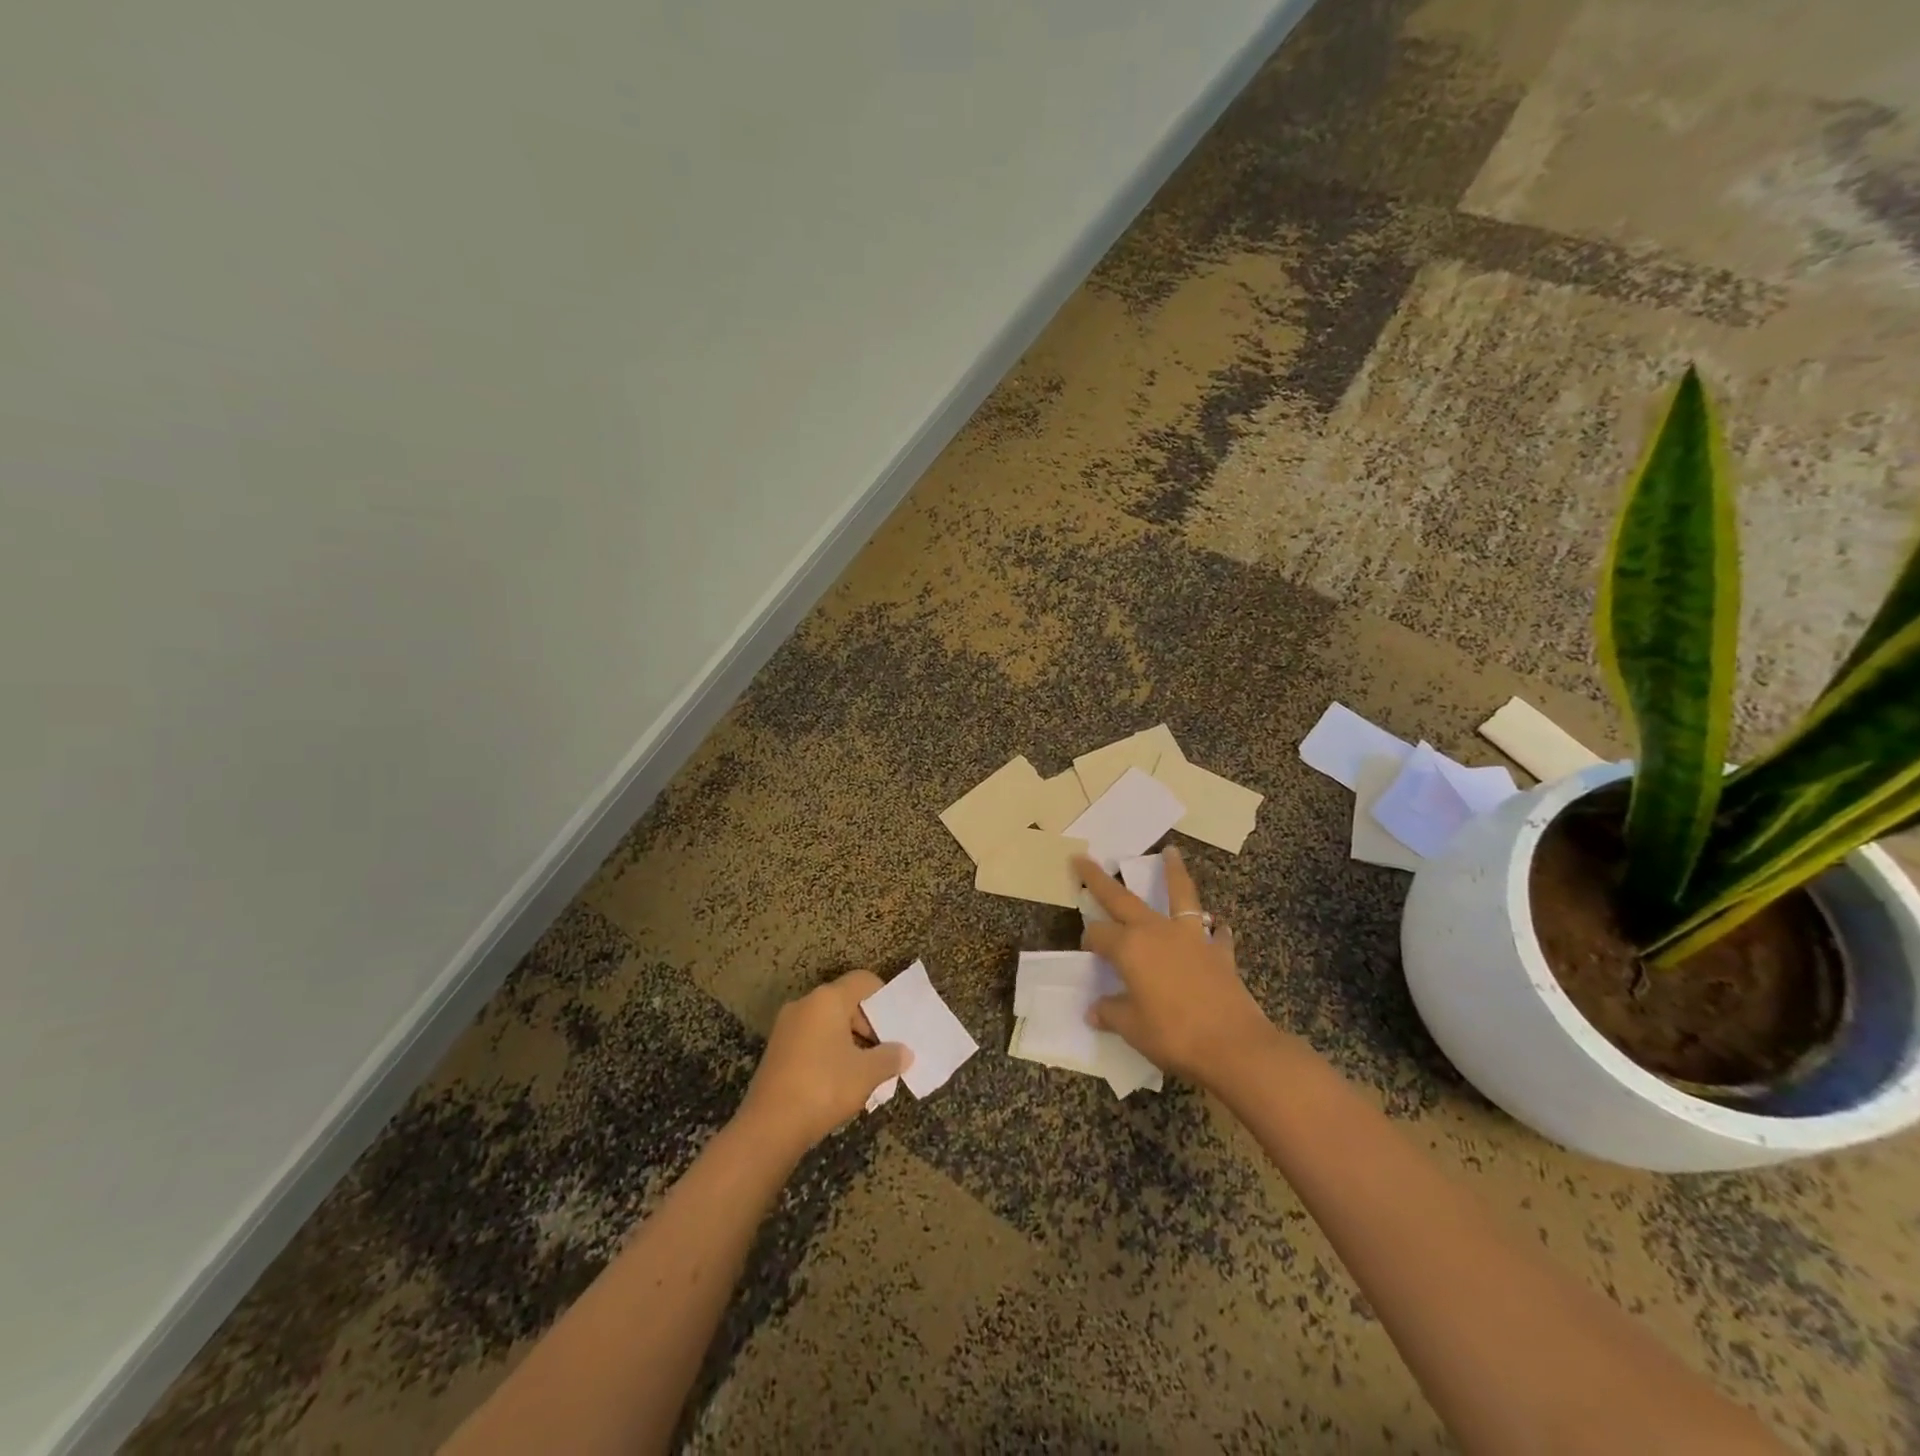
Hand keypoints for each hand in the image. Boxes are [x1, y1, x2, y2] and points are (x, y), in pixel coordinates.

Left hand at [738, 970, 911, 1154]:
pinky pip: (812, 1040)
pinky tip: (841, 1081)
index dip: (884, 997)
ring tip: (867, 1071)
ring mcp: (787, 1027)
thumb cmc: (824, 1087)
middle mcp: (805, 1004)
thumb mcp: (867, 1073)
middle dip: (869, 1025)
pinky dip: (830, 1052)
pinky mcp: (777, 1050)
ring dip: (850, 1042)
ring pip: (828, 1023)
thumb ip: (890, 1057)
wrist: (769, 1127)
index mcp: (827, 999)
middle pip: (846, 1002)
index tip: (897, 1024)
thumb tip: (905, 1053)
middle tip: (886, 1052)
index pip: (863, 980)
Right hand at [1076, 847, 1279, 1088]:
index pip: (1098, 935)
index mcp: (1129, 948)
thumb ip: (1111, 1013)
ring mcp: (1191, 937)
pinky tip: (1215, 927)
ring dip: (1174, 872)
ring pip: (1179, 895)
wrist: (1233, 1045)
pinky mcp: (1218, 951)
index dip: (1089, 941)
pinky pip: (1214, 931)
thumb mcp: (1132, 1028)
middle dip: (1099, 878)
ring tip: (1171, 852)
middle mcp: (1156, 931)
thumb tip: (1094, 1010)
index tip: (1087, 953)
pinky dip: (1213, 928)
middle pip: (1122, 898)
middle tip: (1084, 858)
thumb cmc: (1174, 1035)